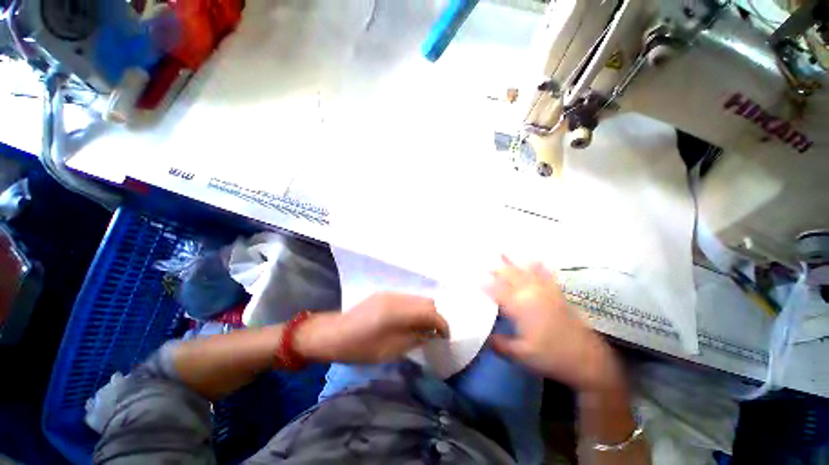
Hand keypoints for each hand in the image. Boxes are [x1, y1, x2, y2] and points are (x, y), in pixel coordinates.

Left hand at [295, 292, 449, 363]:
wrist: (332, 334)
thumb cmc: (359, 348)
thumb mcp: (389, 350)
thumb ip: (414, 339)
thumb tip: (431, 334)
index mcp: (398, 312)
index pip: (430, 312)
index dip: (442, 324)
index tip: (445, 337)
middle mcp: (397, 297)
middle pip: (427, 301)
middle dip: (434, 317)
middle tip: (433, 334)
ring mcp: (390, 293)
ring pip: (418, 298)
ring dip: (424, 312)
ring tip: (421, 329)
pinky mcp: (384, 294)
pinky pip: (407, 299)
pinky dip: (413, 309)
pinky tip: (407, 321)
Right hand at [485, 256, 620, 391]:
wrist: (588, 359)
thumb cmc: (551, 357)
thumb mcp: (521, 355)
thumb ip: (500, 344)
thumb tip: (485, 338)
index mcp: (520, 306)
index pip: (496, 290)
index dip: (483, 283)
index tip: (471, 276)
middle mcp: (531, 293)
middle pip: (509, 275)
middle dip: (495, 268)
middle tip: (482, 262)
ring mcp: (545, 291)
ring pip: (525, 271)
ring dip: (512, 260)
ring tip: (502, 249)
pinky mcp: (557, 293)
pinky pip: (546, 274)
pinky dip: (538, 265)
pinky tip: (535, 258)